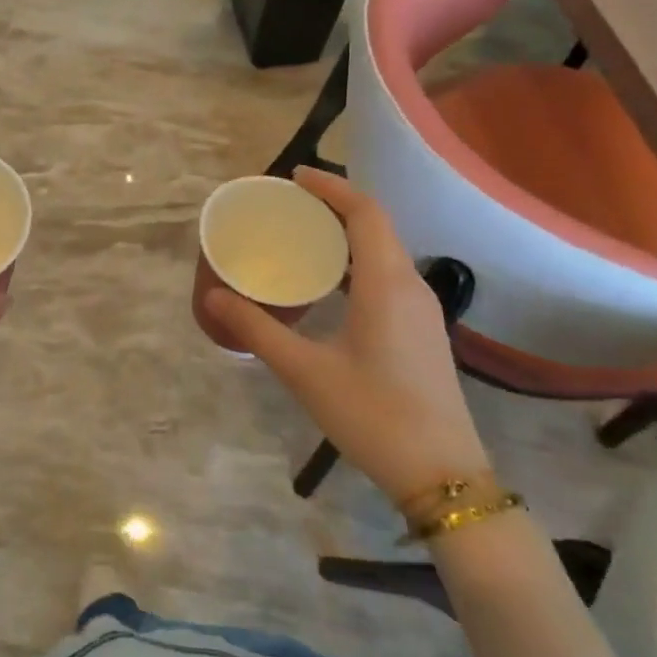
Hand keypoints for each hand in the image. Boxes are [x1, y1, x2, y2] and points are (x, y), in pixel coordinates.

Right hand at [201, 168, 489, 505]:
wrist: (443, 477)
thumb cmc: (372, 415)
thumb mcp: (304, 371)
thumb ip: (256, 329)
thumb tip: (213, 297)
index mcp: (386, 283)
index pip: (365, 212)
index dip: (331, 187)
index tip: (294, 178)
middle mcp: (410, 286)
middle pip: (376, 225)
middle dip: (334, 205)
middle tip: (289, 205)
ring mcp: (422, 310)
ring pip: (384, 251)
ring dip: (347, 234)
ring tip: (303, 236)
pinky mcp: (422, 331)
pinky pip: (388, 274)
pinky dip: (357, 261)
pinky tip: (330, 284)